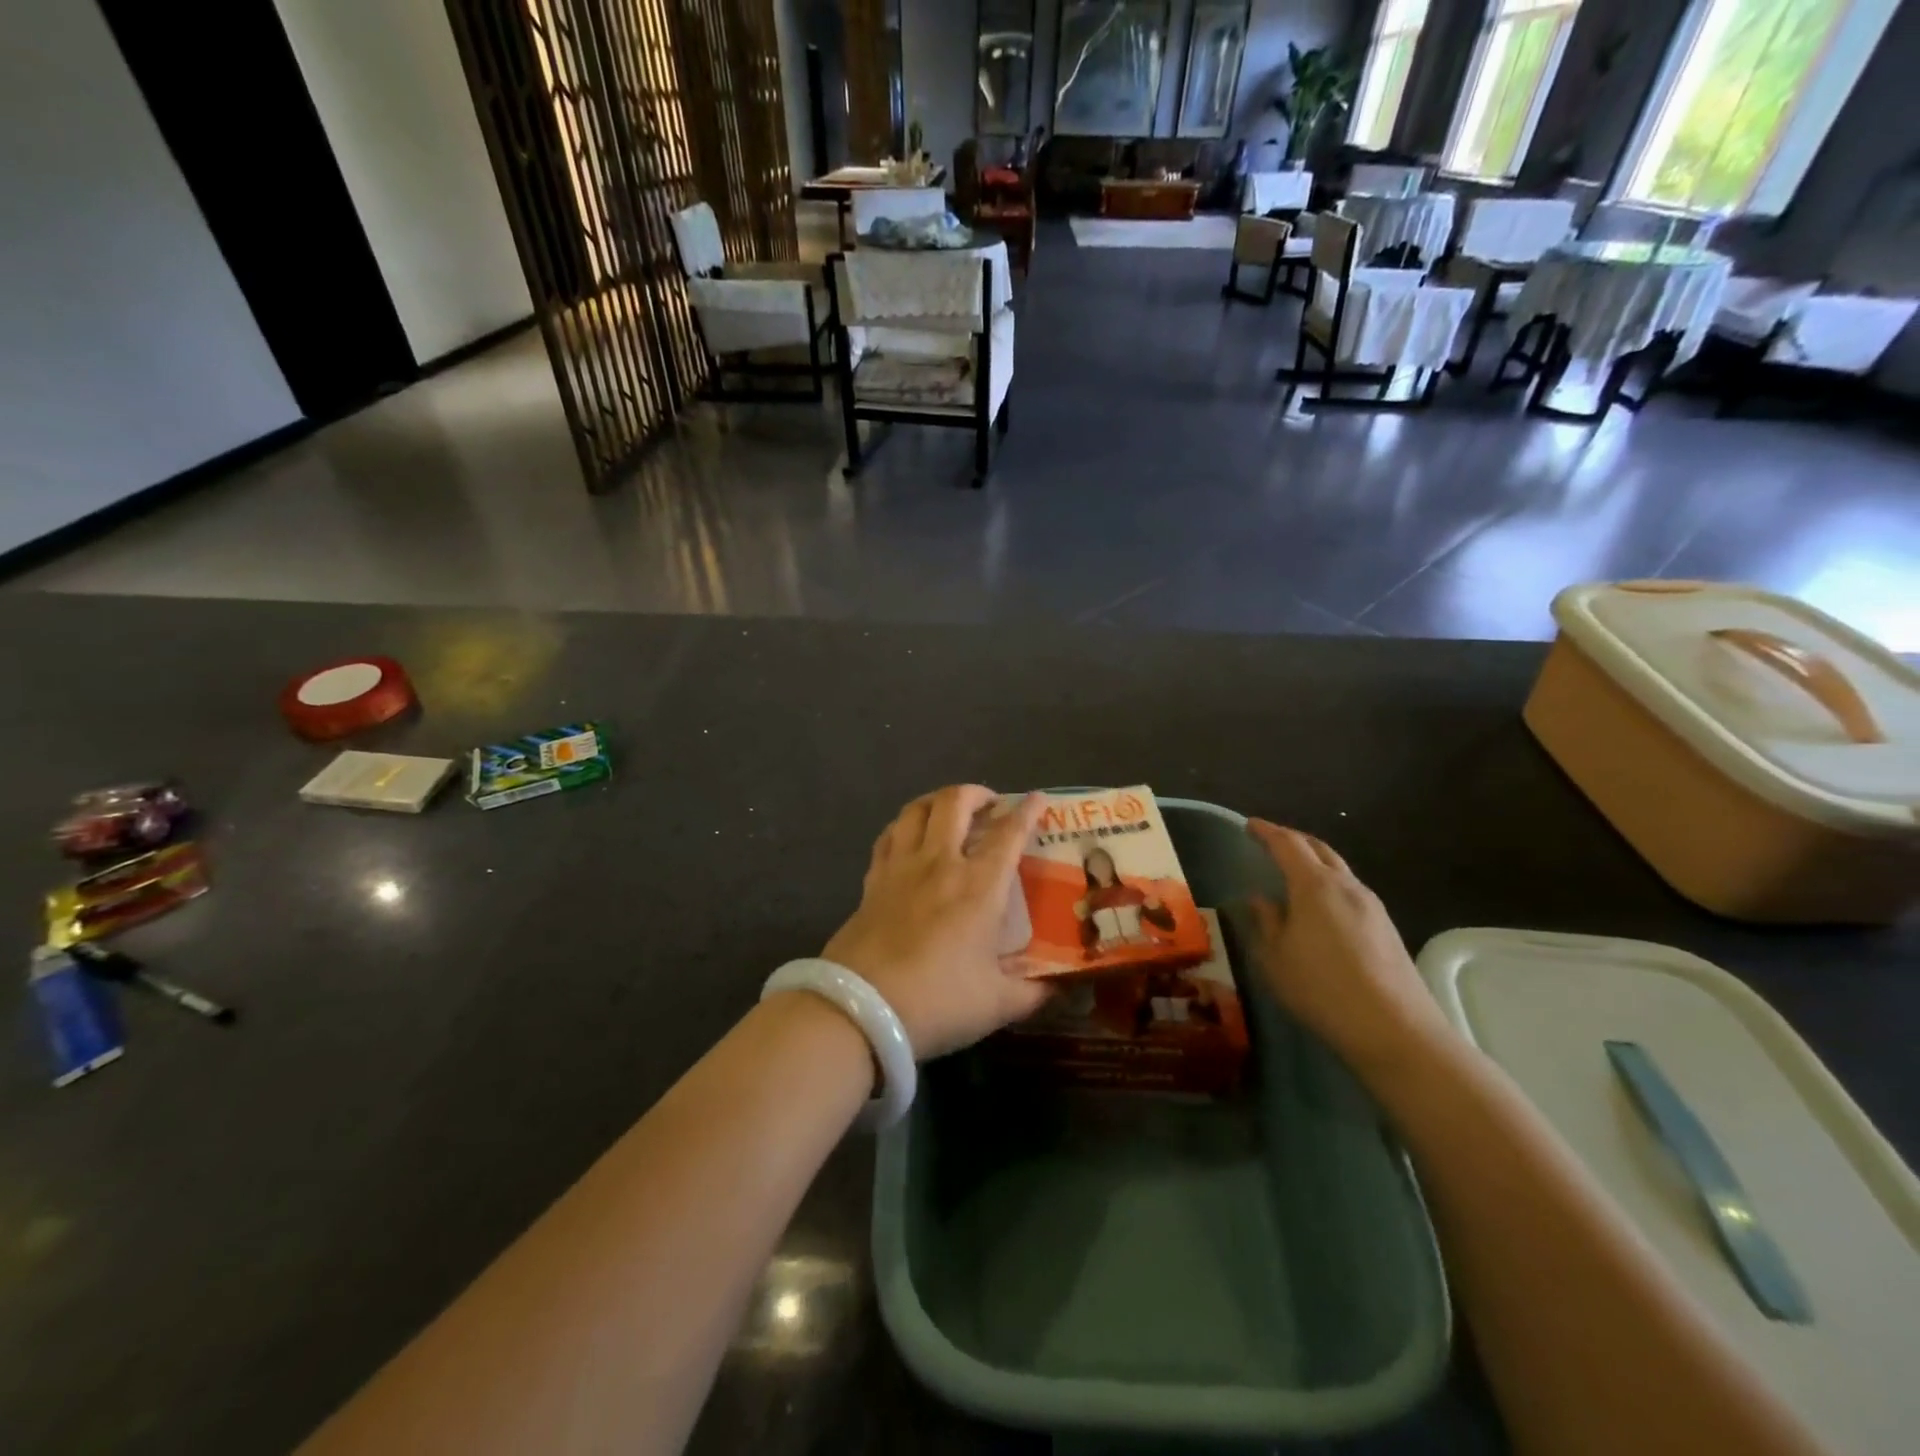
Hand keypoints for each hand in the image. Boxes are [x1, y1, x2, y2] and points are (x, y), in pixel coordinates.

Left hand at [824, 786, 1050, 1059]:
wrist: (860, 1010)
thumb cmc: (938, 1001)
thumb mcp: (997, 1004)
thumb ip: (1033, 993)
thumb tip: (1061, 987)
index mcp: (979, 885)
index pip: (1009, 833)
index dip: (1028, 811)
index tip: (1039, 799)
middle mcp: (940, 863)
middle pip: (956, 802)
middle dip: (977, 793)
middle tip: (991, 804)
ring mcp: (901, 867)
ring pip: (917, 809)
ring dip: (938, 800)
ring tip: (950, 809)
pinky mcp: (872, 879)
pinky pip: (889, 835)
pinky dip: (904, 825)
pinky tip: (908, 836)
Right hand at [1243, 820, 1453, 1080]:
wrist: (1395, 1030)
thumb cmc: (1322, 989)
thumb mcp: (1275, 958)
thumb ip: (1266, 922)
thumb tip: (1261, 900)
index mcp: (1314, 885)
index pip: (1287, 844)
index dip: (1266, 832)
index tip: (1249, 826)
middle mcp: (1346, 885)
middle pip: (1318, 849)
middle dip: (1293, 840)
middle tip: (1270, 842)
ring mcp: (1372, 906)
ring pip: (1338, 869)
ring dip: (1314, 863)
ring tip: (1293, 873)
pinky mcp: (1386, 927)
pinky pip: (1350, 891)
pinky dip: (1329, 885)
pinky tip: (1320, 907)